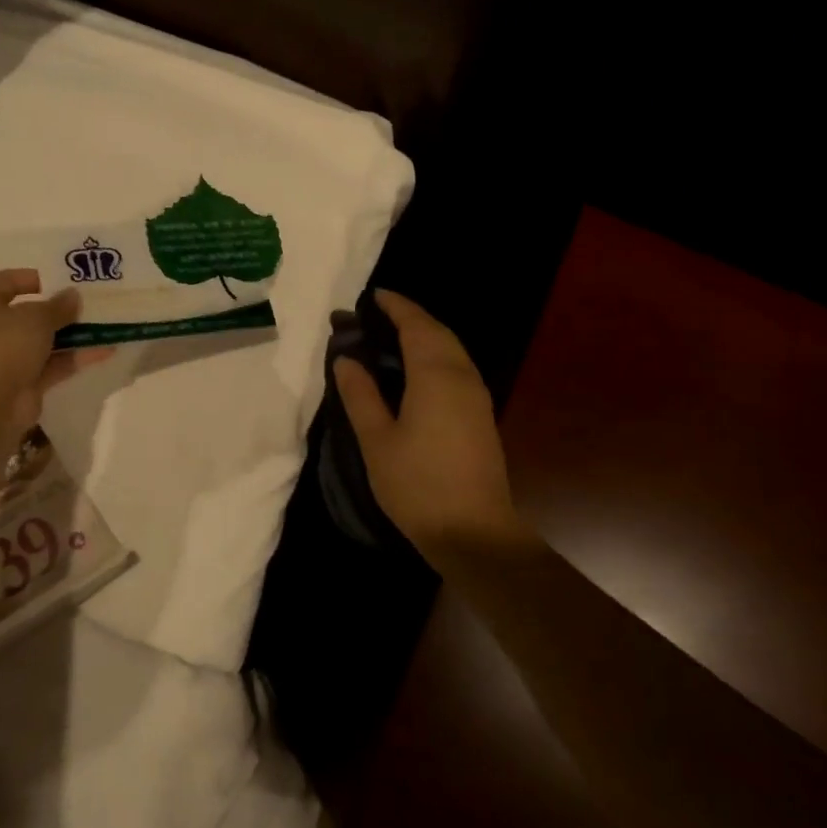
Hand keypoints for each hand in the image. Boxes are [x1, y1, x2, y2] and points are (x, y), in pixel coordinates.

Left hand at [0, 269, 109, 456]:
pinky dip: (78, 357)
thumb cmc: (4, 348)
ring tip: (105, 322)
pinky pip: (57, 365)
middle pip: (31, 314)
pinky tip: (106, 349)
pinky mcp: (29, 383)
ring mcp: (13, 359)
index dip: (29, 277)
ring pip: (47, 341)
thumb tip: (73, 296)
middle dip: (60, 308)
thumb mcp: (35, 318)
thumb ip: (58, 306)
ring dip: (74, 333)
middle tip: (90, 301)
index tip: (58, 278)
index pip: (5, 283)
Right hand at [332, 291, 529, 561]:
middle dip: (410, 317)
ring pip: (452, 350)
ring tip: (392, 336)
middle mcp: (462, 377)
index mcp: (435, 376)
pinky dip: (435, 355)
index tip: (372, 296)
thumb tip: (346, 359)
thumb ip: (360, 394)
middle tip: (377, 314)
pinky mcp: (480, 416)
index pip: (416, 326)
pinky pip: (457, 368)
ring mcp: (476, 397)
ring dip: (425, 335)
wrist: (472, 531)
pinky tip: (415, 370)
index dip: (395, 307)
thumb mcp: (376, 439)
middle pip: (438, 332)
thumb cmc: (416, 484)